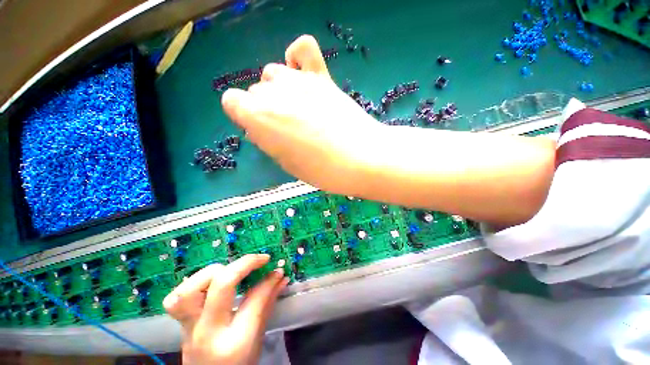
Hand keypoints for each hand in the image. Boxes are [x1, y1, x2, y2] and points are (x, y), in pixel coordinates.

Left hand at [163, 254, 288, 364]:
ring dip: (213, 272)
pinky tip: (209, 282)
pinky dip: (193, 283)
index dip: (268, 280)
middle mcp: (207, 332)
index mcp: (234, 343)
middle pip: (221, 285)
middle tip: (258, 261)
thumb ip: (267, 304)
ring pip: (190, 289)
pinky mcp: (180, 323)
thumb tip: (280, 277)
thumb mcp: (258, 339)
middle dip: (244, 265)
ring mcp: (189, 327)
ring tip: (230, 271)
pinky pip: (176, 297)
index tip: (277, 269)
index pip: (253, 300)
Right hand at [221, 35, 385, 194]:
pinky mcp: (322, 77)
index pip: (232, 101)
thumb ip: (269, 139)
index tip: (263, 131)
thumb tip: (263, 126)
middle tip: (289, 128)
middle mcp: (273, 92)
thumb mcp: (286, 163)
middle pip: (257, 90)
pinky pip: (303, 47)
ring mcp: (299, 81)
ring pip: (275, 73)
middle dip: (267, 108)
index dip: (246, 116)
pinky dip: (298, 57)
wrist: (360, 159)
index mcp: (258, 117)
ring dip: (281, 90)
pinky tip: (302, 74)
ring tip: (300, 108)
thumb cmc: (322, 170)